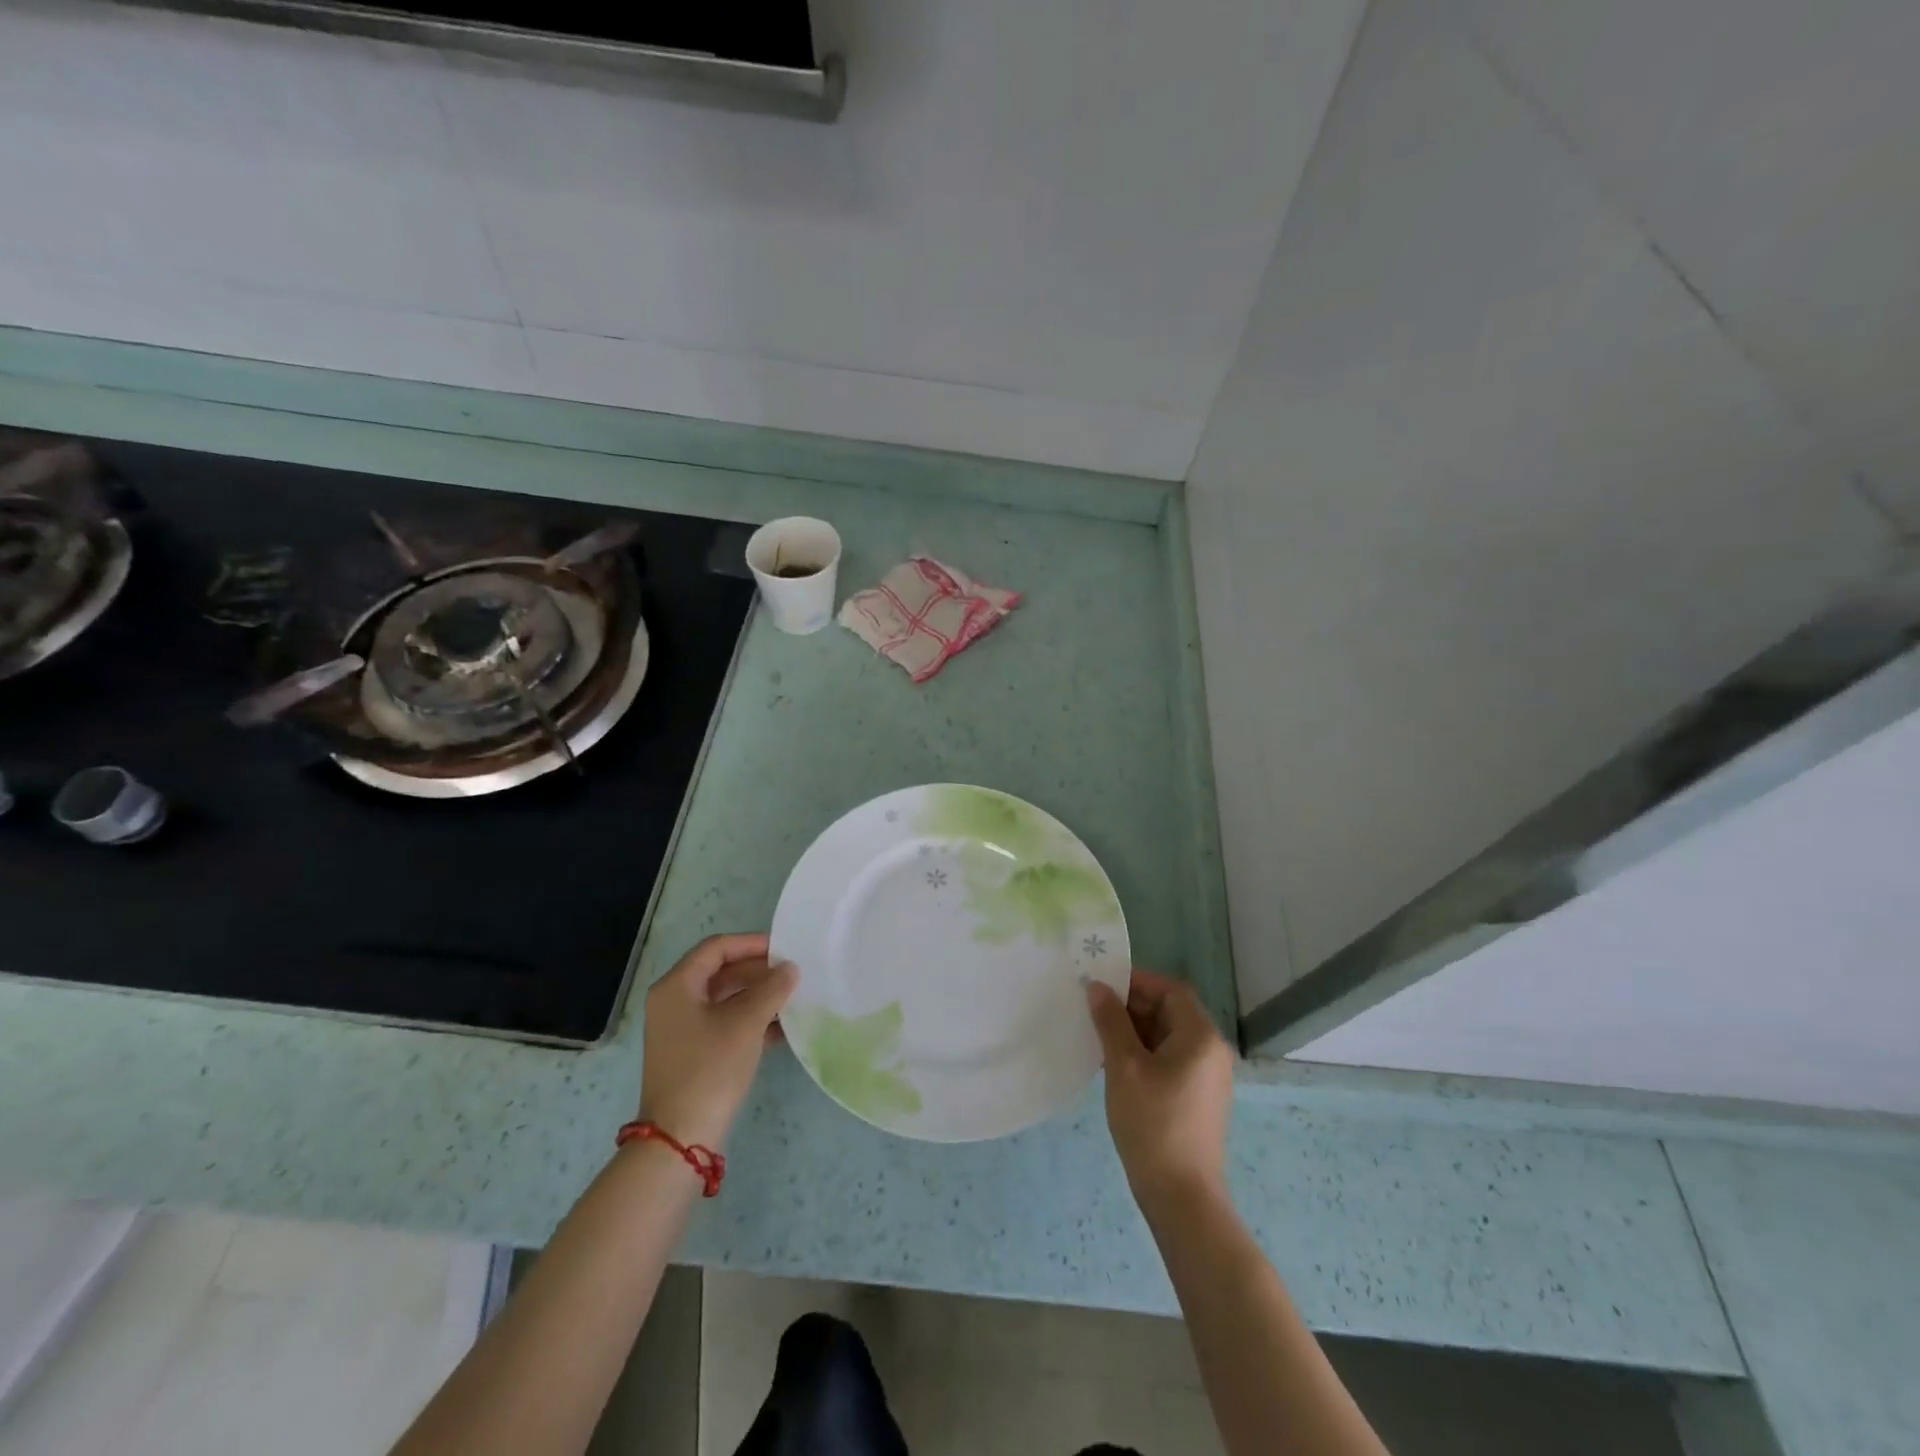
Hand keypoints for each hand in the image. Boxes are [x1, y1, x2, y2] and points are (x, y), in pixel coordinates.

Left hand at [639, 933, 796, 1151]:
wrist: (680, 1137)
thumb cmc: (710, 1067)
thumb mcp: (746, 1022)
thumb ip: (771, 989)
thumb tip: (790, 968)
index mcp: (677, 986)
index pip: (716, 948)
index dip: (752, 943)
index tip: (785, 949)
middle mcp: (674, 1002)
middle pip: (721, 972)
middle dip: (758, 971)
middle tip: (793, 973)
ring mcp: (681, 1030)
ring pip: (725, 999)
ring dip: (758, 996)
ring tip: (793, 998)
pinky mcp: (692, 1053)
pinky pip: (724, 1023)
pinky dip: (750, 1020)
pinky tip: (782, 1028)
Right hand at [1087, 968, 1235, 1213]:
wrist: (1182, 1197)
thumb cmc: (1153, 1123)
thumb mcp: (1124, 1066)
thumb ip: (1110, 1021)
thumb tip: (1097, 987)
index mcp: (1201, 1036)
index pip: (1170, 990)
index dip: (1137, 981)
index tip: (1102, 983)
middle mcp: (1211, 1050)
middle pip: (1170, 1011)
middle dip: (1132, 1005)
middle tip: (1094, 1008)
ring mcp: (1206, 1076)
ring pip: (1167, 1036)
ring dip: (1134, 1030)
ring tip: (1097, 1034)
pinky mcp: (1197, 1097)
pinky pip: (1169, 1059)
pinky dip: (1143, 1052)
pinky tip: (1113, 1063)